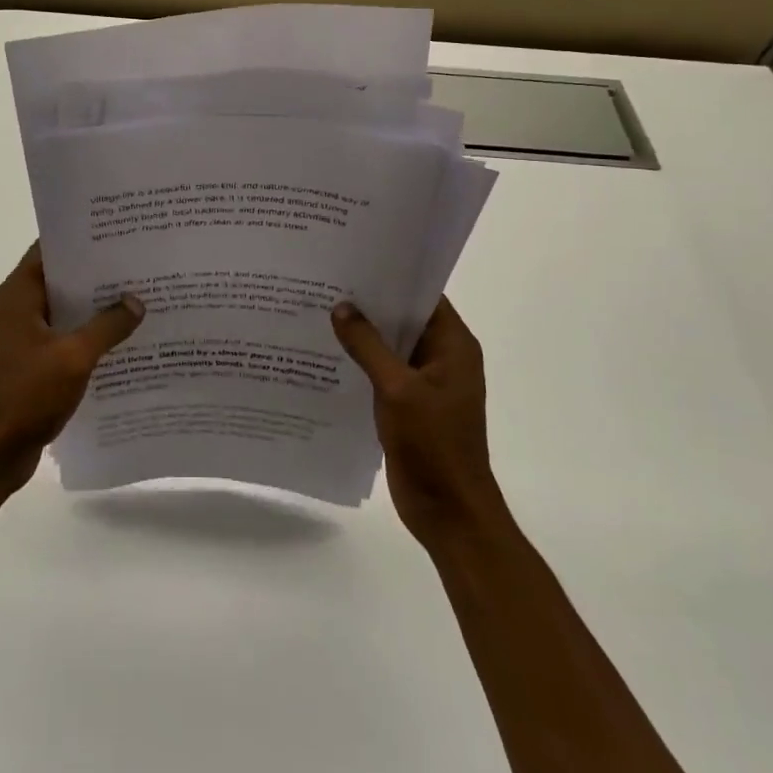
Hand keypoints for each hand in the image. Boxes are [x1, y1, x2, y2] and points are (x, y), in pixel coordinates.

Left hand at [0, 244, 144, 499]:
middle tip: (141, 262)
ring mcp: (26, 337)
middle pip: (62, 278)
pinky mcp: (34, 363)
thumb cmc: (25, 396)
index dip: (82, 237)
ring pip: (67, 310)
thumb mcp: (73, 357)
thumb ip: (107, 326)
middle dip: (98, 272)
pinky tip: (125, 338)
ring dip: (97, 306)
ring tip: (141, 295)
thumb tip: (136, 301)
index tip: (119, 231)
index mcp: (20, 294)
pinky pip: (67, 337)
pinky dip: (91, 335)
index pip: (50, 248)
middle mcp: (20, 308)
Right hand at [331, 297, 505, 547]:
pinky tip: (326, 354)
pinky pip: (383, 372)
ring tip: (318, 310)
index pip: (423, 295)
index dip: (391, 276)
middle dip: (369, 303)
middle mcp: (442, 357)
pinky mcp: (409, 405)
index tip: (354, 260)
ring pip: (390, 346)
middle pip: (404, 319)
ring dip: (361, 334)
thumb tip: (342, 307)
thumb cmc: (433, 444)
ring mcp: (426, 383)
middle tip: (326, 282)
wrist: (449, 511)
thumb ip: (368, 346)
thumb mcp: (397, 389)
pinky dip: (360, 362)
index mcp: (453, 345)